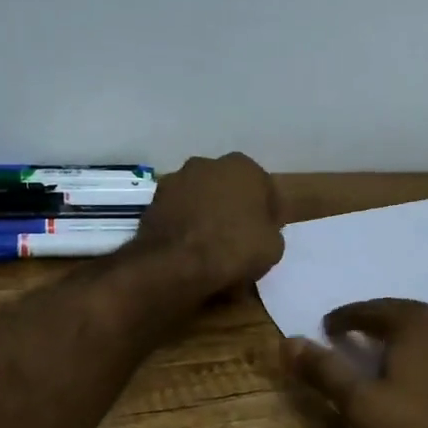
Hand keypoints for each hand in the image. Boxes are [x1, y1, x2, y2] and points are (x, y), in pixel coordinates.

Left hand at [134, 153, 283, 291]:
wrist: (176, 264)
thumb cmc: (233, 248)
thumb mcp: (273, 246)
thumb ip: (269, 229)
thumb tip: (259, 229)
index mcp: (243, 167)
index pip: (263, 188)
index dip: (266, 212)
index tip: (265, 233)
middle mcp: (208, 163)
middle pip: (228, 187)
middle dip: (233, 206)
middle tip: (237, 237)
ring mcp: (176, 179)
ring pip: (200, 197)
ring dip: (205, 212)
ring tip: (208, 245)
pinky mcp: (154, 200)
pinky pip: (178, 212)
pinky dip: (184, 224)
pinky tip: (187, 247)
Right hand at [284, 299, 427, 427]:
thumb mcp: (366, 407)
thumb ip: (325, 373)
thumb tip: (286, 341)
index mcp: (416, 323)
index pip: (370, 310)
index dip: (346, 318)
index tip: (330, 326)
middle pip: (414, 317)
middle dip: (391, 329)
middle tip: (375, 346)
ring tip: (425, 364)